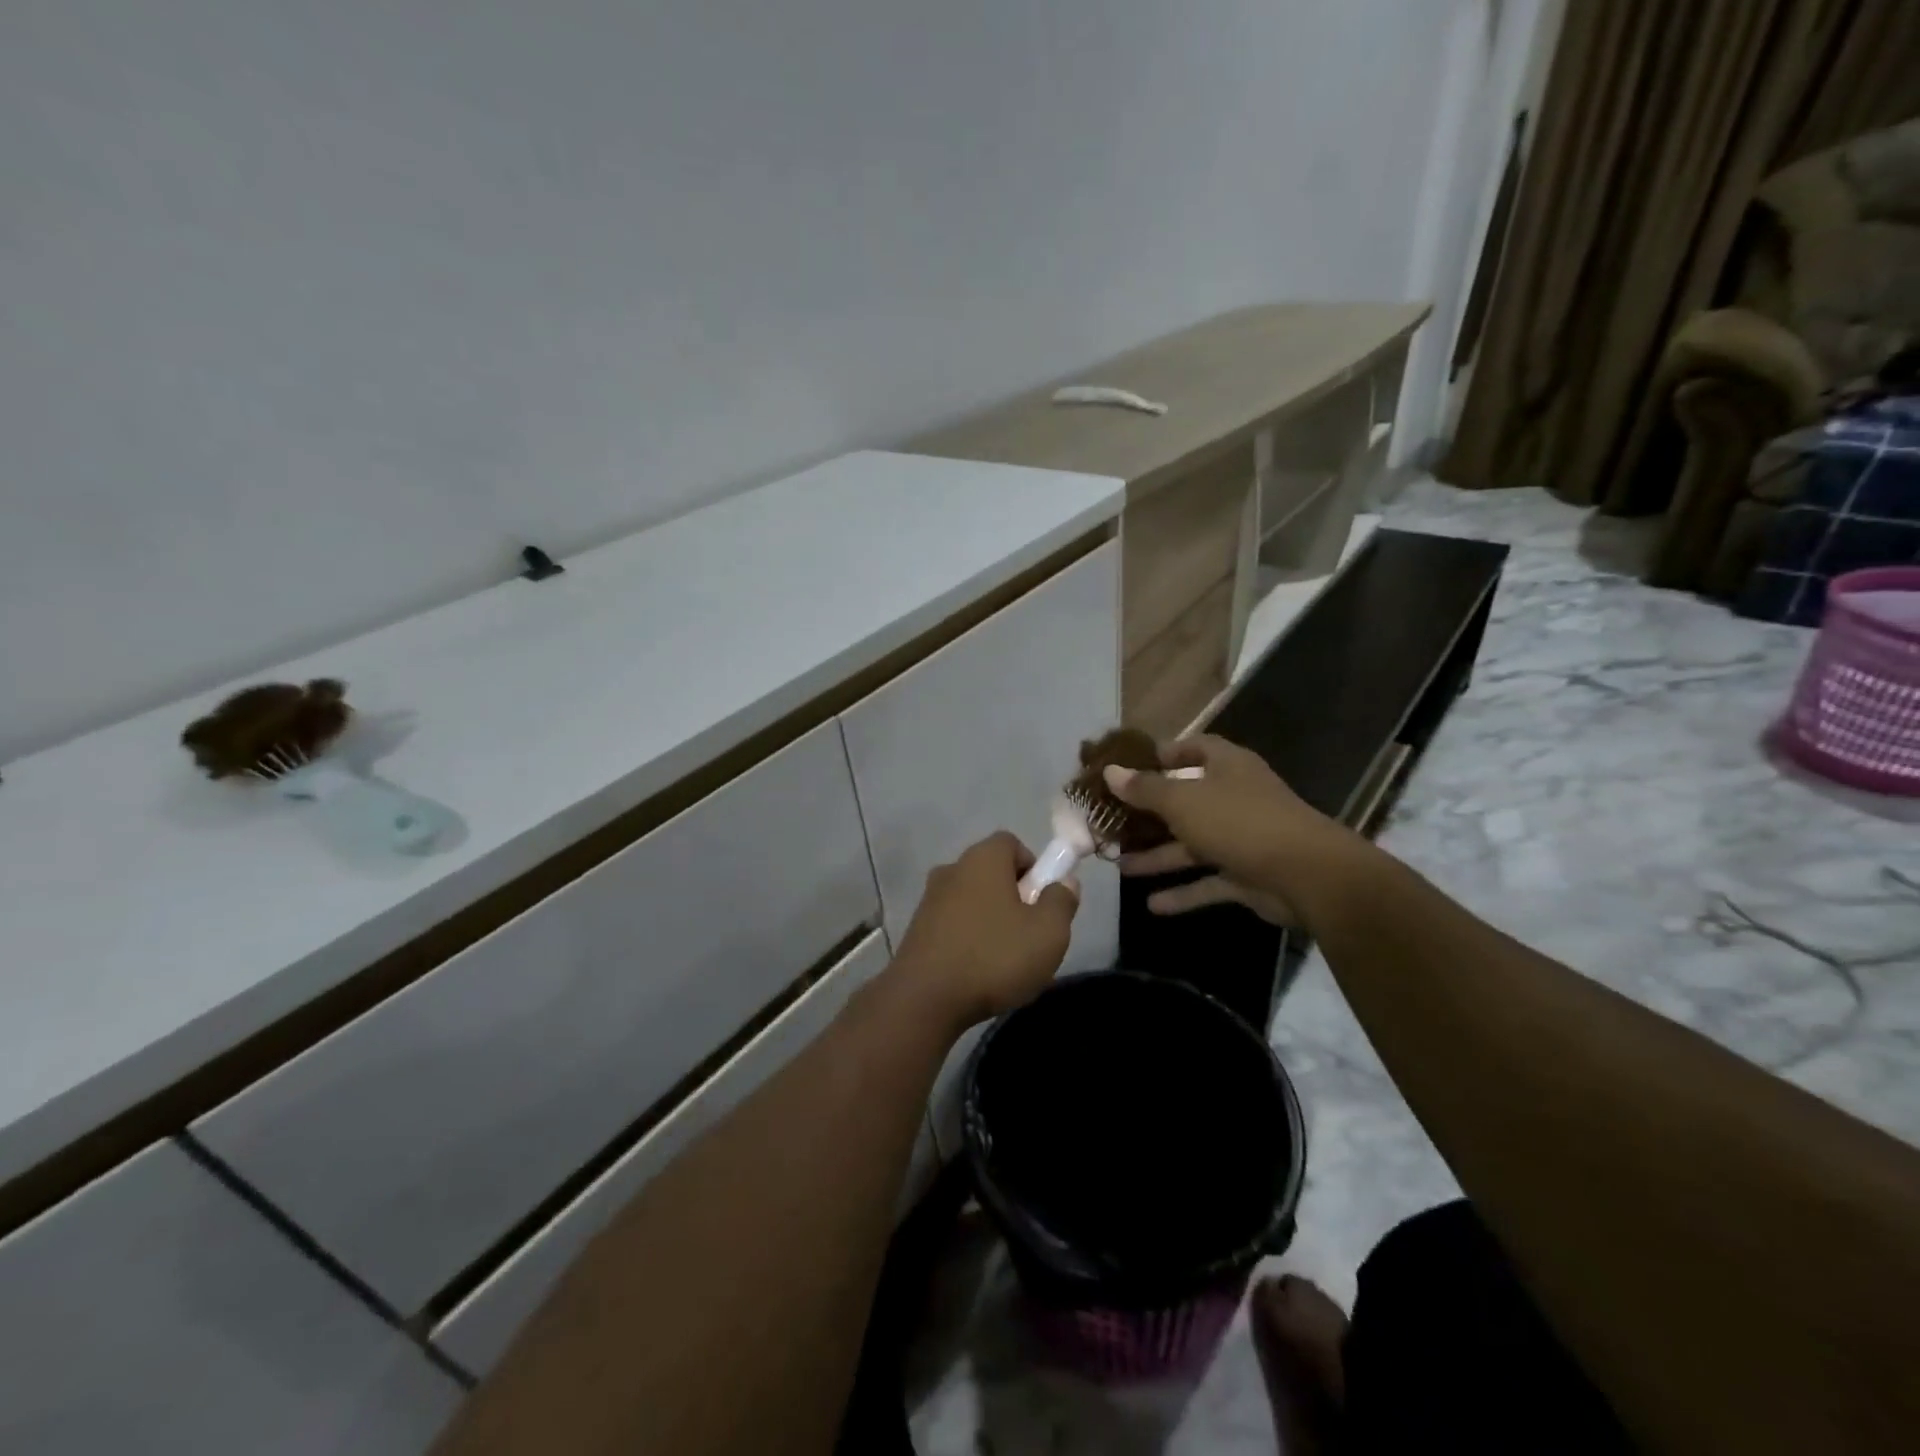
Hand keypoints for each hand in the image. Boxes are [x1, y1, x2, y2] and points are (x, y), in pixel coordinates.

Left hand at [889, 831, 1078, 1029]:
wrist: (924, 999)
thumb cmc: (994, 957)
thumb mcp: (1048, 932)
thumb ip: (1062, 901)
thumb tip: (1064, 882)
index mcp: (982, 859)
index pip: (1011, 843)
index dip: (1034, 867)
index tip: (1042, 900)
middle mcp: (952, 868)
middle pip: (992, 871)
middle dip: (1015, 896)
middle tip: (1030, 933)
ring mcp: (930, 898)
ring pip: (973, 899)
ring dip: (992, 920)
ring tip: (1005, 960)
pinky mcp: (917, 928)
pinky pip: (954, 923)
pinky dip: (969, 938)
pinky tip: (978, 972)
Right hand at [1105, 736, 1355, 925]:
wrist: (1306, 875)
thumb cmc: (1239, 822)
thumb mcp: (1183, 800)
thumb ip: (1145, 789)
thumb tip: (1111, 772)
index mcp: (1227, 767)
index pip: (1194, 748)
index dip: (1164, 754)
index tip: (1130, 766)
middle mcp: (1235, 797)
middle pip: (1186, 801)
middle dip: (1150, 814)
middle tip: (1113, 822)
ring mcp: (1242, 838)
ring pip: (1193, 845)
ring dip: (1158, 856)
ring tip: (1119, 865)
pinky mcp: (1248, 875)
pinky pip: (1208, 882)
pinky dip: (1183, 893)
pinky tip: (1152, 906)